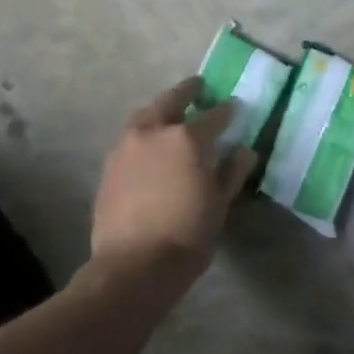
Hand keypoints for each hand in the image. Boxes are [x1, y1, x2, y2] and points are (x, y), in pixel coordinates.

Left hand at [91, 77, 256, 277]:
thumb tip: (243, 151)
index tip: (235, 106)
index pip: (215, 115)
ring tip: (172, 114)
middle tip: (198, 88)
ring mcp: (126, 146)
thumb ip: (231, 172)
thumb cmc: (187, 235)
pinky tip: (151, 146)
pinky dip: (145, 134)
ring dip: (161, 110)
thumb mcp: (219, 204)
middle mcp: (154, 132)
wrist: (134, 265)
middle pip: (171, 101)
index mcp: (187, 138)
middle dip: (187, 92)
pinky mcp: (109, 165)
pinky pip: (131, 138)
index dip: (228, 110)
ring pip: (146, 116)